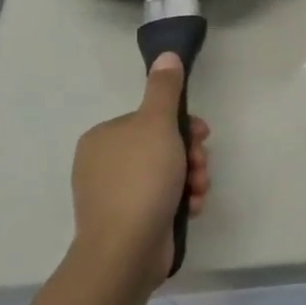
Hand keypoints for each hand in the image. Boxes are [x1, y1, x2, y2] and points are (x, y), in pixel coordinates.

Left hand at [72, 53, 210, 282]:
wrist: (125, 250)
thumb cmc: (141, 179)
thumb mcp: (157, 124)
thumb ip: (165, 89)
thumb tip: (166, 54)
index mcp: (104, 137)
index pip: (152, 119)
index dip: (184, 125)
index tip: (201, 135)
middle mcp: (104, 164)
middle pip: (162, 146)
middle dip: (190, 155)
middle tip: (200, 166)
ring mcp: (115, 195)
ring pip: (167, 173)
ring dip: (191, 178)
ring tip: (197, 191)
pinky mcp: (128, 221)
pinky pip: (162, 200)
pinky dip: (181, 200)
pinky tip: (192, 208)